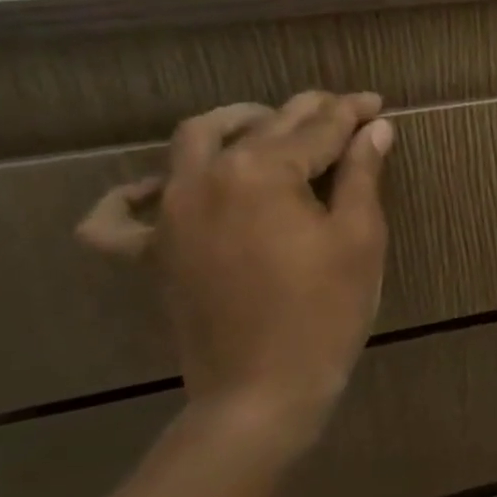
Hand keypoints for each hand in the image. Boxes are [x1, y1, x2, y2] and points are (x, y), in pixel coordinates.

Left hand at [79, 91, 394, 451]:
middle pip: (262, 126)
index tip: (377, 104)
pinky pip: (119, 219)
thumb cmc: (325, 311)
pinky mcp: (152, 253)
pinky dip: (132, 197)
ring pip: (193, 143)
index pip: (317, 127)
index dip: (351, 113)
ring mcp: (171, 215)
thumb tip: (374, 129)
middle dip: (307, 112)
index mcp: (263, 172)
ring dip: (234, 124)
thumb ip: (362, 174)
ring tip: (266, 124)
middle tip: (342, 111)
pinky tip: (158, 188)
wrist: (262, 393)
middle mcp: (207, 178)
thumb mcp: (359, 237)